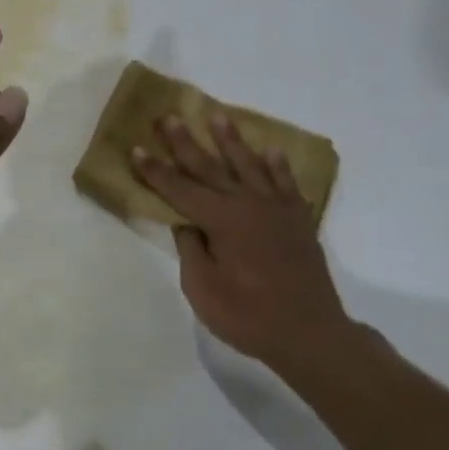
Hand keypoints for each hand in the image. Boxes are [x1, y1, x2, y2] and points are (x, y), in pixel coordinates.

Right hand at [132, 112, 349, 377]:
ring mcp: (275, 208)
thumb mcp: (203, 290)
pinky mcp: (298, 218)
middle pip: (209, 167)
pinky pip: (285, 183)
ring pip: (248, 164)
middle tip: (169, 117)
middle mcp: (246, 204)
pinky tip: (271, 151)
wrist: (312, 334)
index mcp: (220, 220)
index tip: (137, 148)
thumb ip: (191, 250)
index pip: (179, 189)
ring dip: (230, 140)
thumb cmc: (250, 317)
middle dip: (185, 142)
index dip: (155, 170)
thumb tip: (185, 222)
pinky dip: (278, 165)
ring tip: (218, 115)